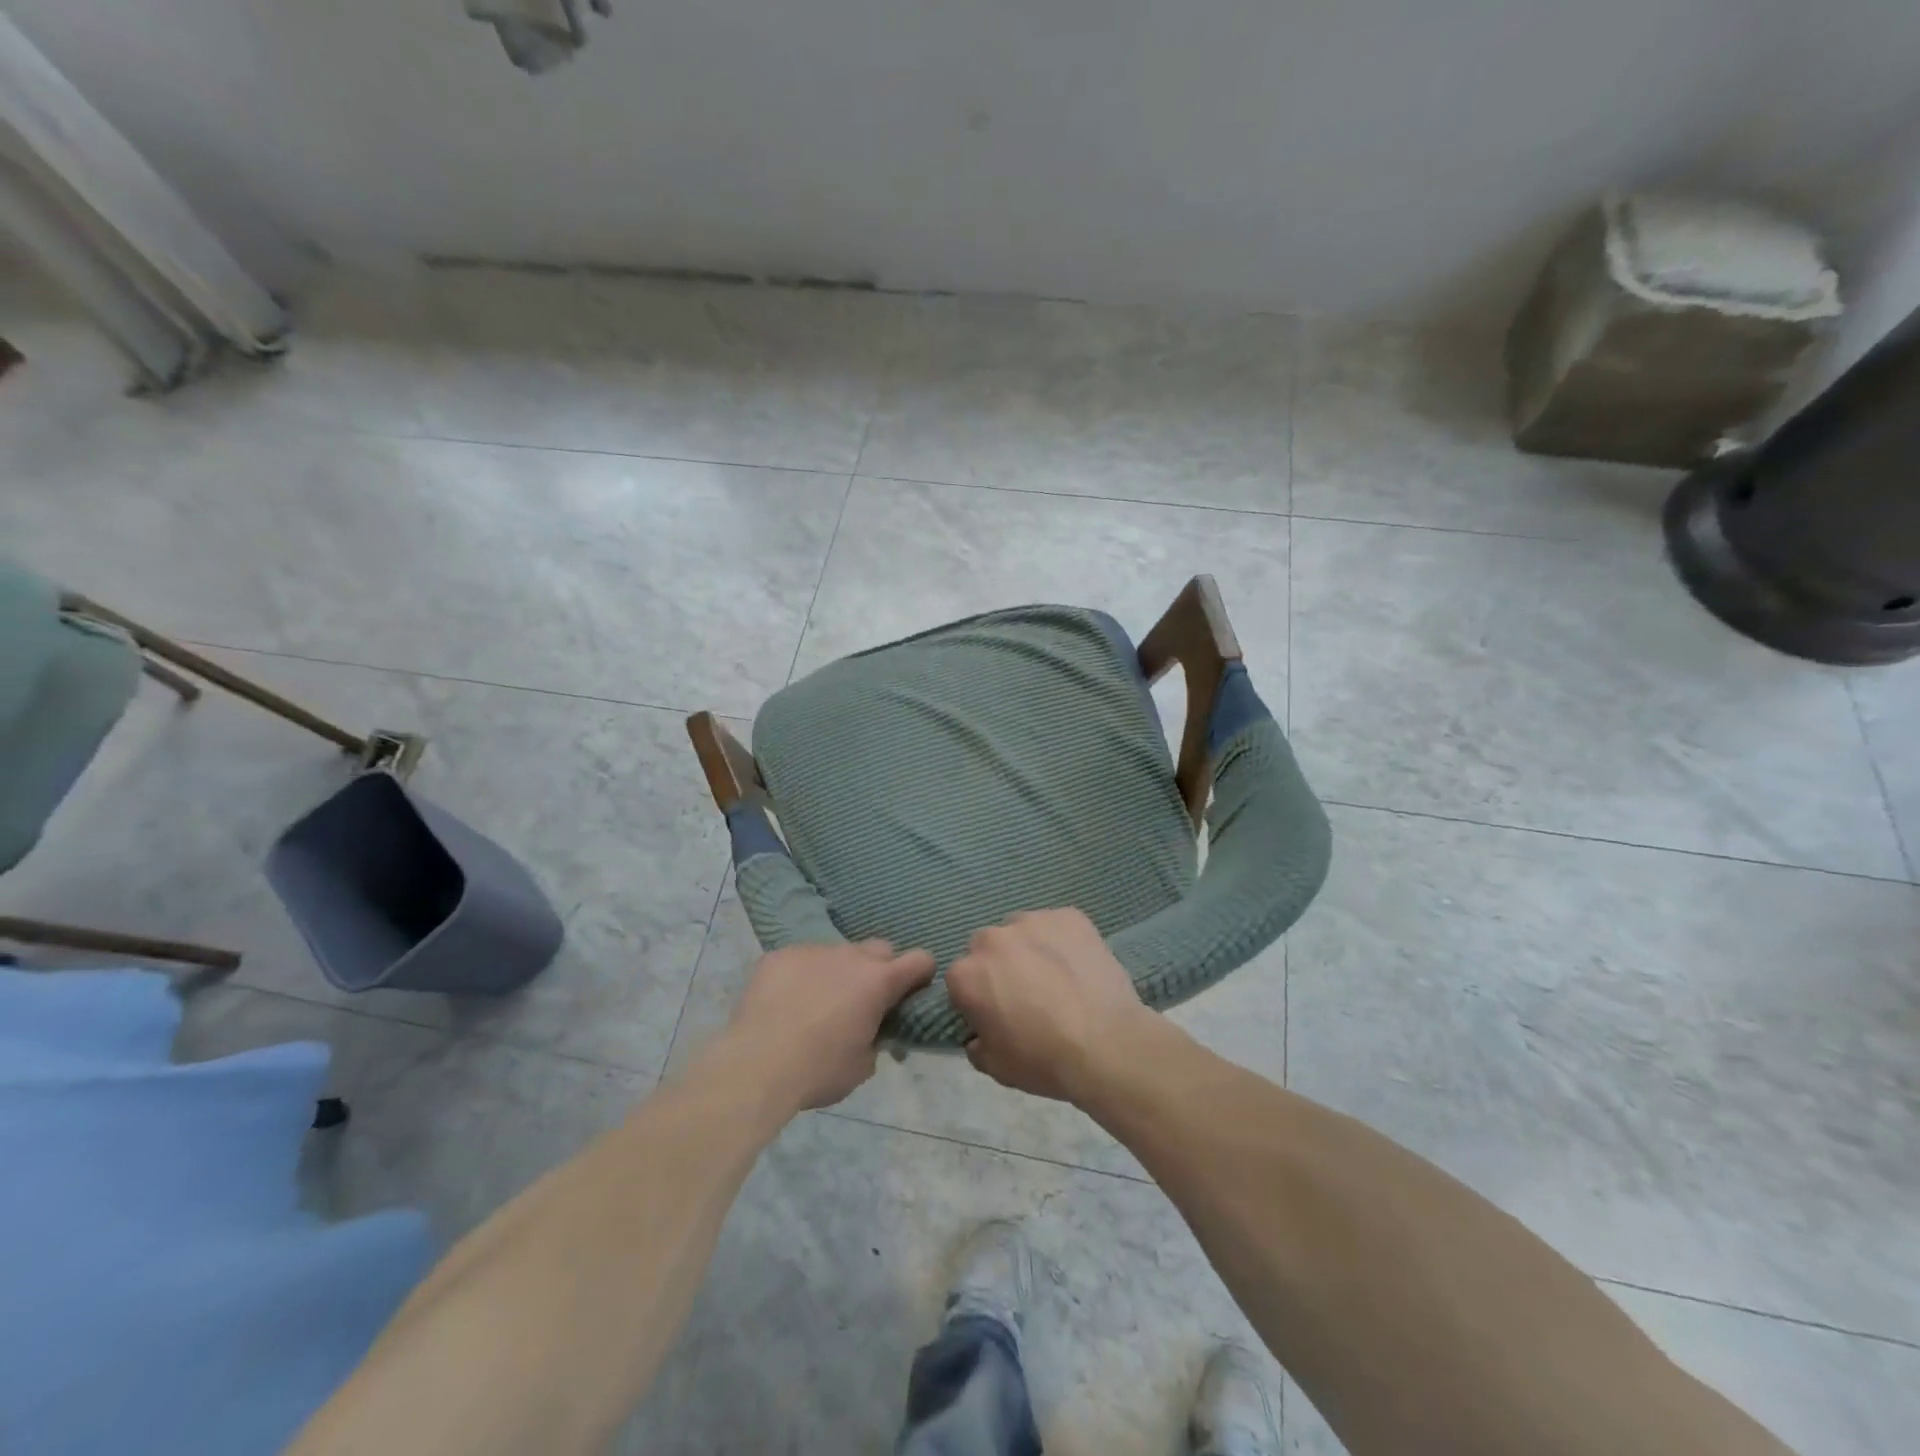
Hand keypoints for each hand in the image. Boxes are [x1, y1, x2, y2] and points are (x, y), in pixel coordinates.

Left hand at [723, 940, 934, 1111]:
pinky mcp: (779, 955)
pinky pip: (801, 959)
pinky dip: (802, 975)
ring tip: (817, 1004)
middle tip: (864, 1001)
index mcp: (878, 981)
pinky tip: (786, 1002)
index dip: (921, 975)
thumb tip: (872, 1032)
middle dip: (880, 970)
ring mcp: (813, 951)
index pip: (920, 960)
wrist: (755, 1065)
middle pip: (880, 949)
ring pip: (837, 954)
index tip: (911, 993)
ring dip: (838, 972)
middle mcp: (850, 956)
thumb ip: (877, 1038)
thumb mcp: (863, 1066)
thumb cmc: (818, 1071)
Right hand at [945, 908, 1154, 1103]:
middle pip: (988, 947)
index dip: (978, 998)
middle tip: (1026, 993)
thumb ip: (977, 1045)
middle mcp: (992, 938)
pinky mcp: (1068, 916)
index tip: (996, 1014)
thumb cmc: (1044, 1060)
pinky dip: (1063, 940)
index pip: (961, 980)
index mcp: (967, 974)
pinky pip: (1058, 925)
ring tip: (1057, 977)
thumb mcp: (997, 1067)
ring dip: (1030, 949)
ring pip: (1022, 931)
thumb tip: (978, 1035)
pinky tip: (1079, 965)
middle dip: (1001, 966)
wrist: (1106, 1044)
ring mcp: (1032, 921)